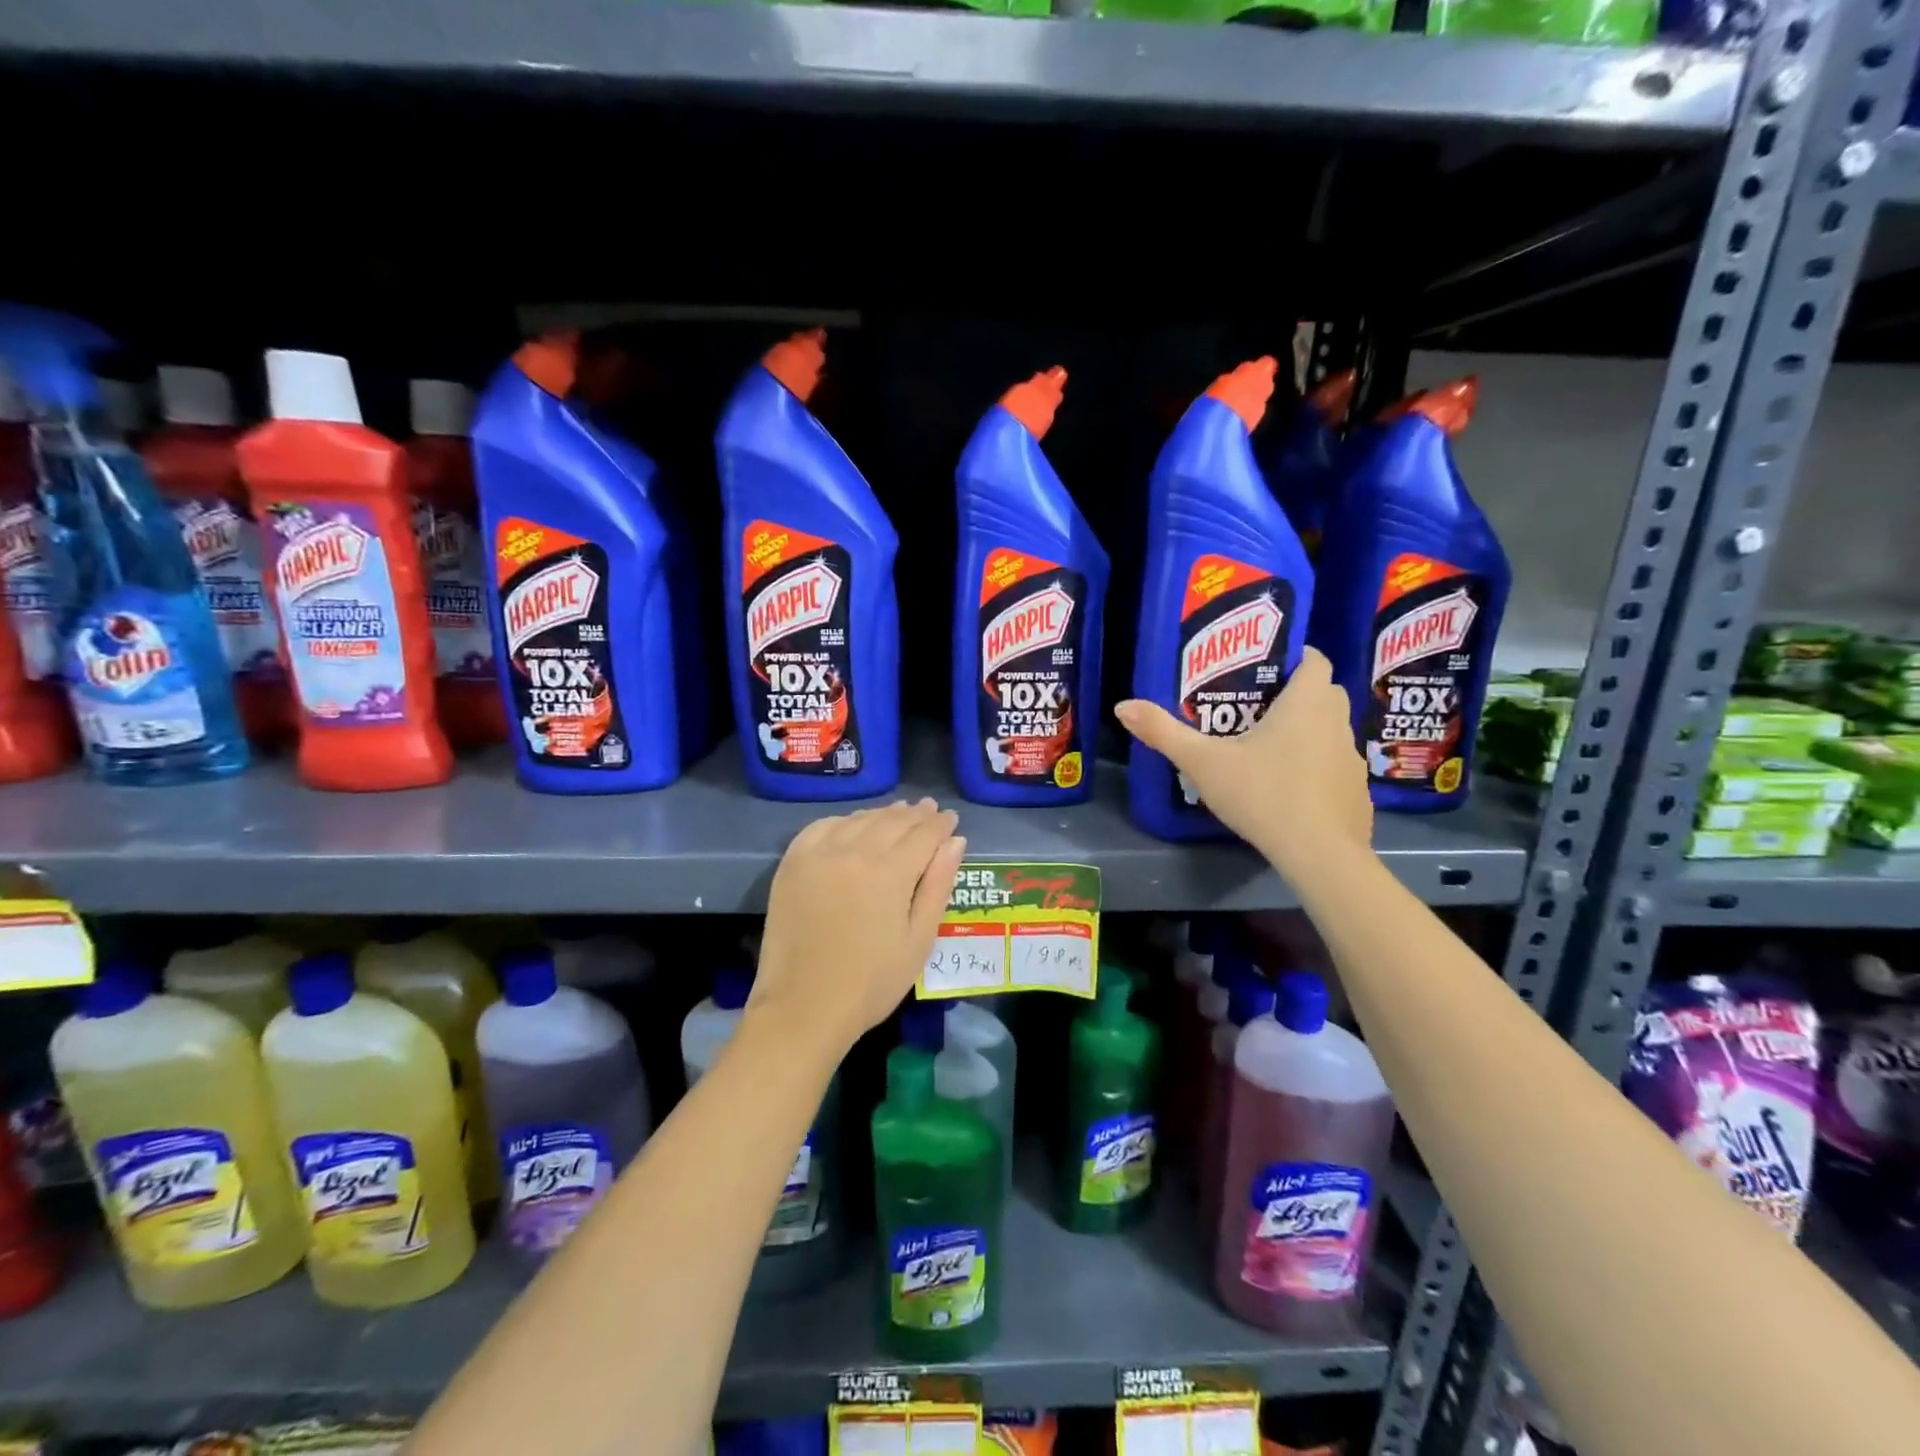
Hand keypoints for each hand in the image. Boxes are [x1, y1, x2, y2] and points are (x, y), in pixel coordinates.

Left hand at [754, 799, 965, 1054]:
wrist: (804, 1007)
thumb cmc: (872, 982)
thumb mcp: (919, 940)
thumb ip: (938, 885)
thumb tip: (955, 841)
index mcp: (891, 871)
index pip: (923, 834)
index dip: (940, 824)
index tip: (951, 818)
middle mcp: (855, 851)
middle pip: (892, 821)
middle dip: (915, 815)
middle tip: (929, 809)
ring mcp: (819, 854)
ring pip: (859, 820)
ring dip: (882, 814)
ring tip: (898, 812)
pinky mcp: (793, 864)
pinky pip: (822, 827)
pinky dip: (843, 820)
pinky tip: (852, 824)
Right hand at [1115, 647, 1371, 873]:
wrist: (1320, 854)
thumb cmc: (1263, 794)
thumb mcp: (1203, 763)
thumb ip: (1164, 732)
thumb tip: (1121, 706)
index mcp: (1306, 703)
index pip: (1315, 660)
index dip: (1295, 657)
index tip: (1265, 667)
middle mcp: (1336, 723)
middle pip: (1325, 693)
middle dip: (1298, 694)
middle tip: (1258, 707)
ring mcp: (1352, 760)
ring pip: (1332, 731)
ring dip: (1309, 732)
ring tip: (1269, 749)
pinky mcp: (1357, 794)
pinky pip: (1336, 768)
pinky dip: (1318, 769)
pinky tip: (1290, 790)